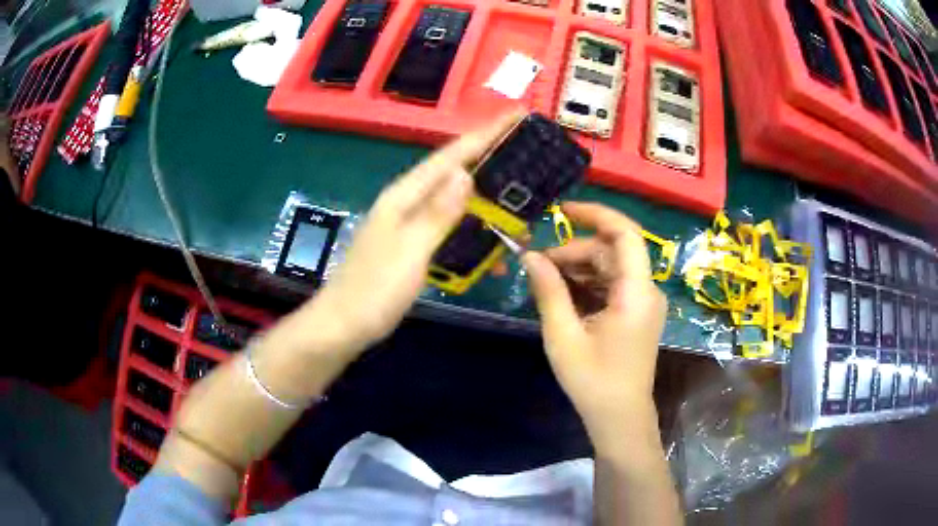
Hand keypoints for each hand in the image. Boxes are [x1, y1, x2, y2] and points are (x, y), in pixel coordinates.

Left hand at [300, 111, 523, 355]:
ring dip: (486, 203)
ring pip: (455, 202)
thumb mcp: (409, 250)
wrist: (342, 326)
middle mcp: (407, 202)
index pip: (451, 156)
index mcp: (404, 195)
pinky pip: (449, 229)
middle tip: (529, 157)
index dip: (485, 134)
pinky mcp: (412, 246)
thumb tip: (465, 174)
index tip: (517, 115)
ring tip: (520, 207)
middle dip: (491, 161)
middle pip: (455, 173)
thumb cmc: (374, 290)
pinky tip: (490, 249)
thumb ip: (437, 212)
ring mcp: (409, 225)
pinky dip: (472, 233)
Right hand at [523, 203, 666, 450]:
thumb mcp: (563, 336)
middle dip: (575, 251)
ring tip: (546, 283)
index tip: (563, 210)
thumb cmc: (593, 382)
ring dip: (578, 268)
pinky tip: (564, 296)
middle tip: (538, 267)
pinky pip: (612, 284)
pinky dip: (588, 284)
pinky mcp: (637, 312)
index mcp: (636, 293)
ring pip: (610, 267)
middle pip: (612, 251)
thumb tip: (529, 256)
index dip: (596, 214)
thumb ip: (549, 291)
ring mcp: (644, 302)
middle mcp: (646, 291)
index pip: (625, 234)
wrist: (619, 418)